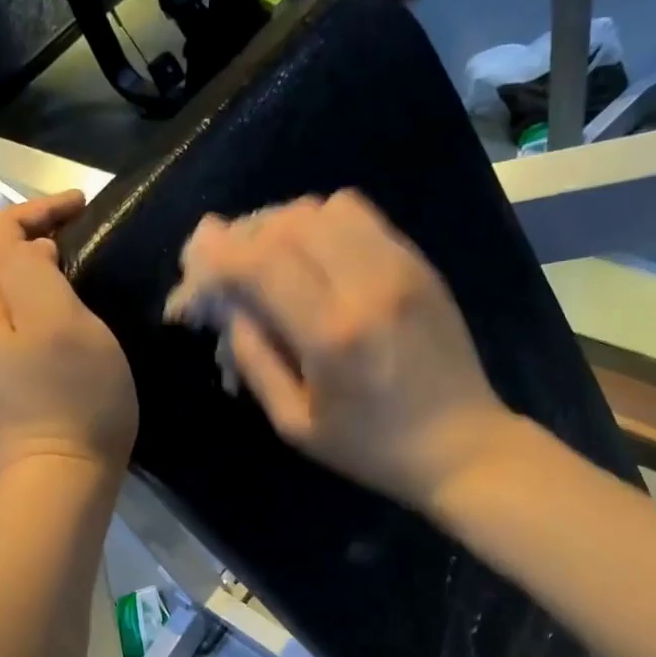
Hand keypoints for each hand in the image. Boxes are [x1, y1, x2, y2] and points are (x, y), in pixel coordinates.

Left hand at [0, 190, 137, 475]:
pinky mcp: (9, 378)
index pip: (0, 231)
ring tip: (78, 260)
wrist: (64, 474)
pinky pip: (17, 318)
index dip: (40, 208)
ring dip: (38, 263)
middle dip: (36, 231)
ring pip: (6, 288)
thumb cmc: (72, 396)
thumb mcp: (58, 321)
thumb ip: (35, 271)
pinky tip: (67, 308)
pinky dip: (40, 296)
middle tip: (84, 229)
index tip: (86, 205)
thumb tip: (35, 252)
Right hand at [179, 189, 513, 509]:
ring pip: (325, 208)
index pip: (260, 262)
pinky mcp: (420, 264)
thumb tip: (227, 305)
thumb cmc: (371, 448)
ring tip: (272, 258)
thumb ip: (254, 359)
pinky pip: (361, 216)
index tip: (194, 256)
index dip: (218, 252)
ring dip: (285, 225)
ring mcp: (401, 267)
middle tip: (230, 263)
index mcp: (332, 335)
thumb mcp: (296, 424)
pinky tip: (315, 257)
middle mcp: (368, 285)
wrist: (461, 444)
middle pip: (289, 222)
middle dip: (246, 235)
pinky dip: (324, 225)